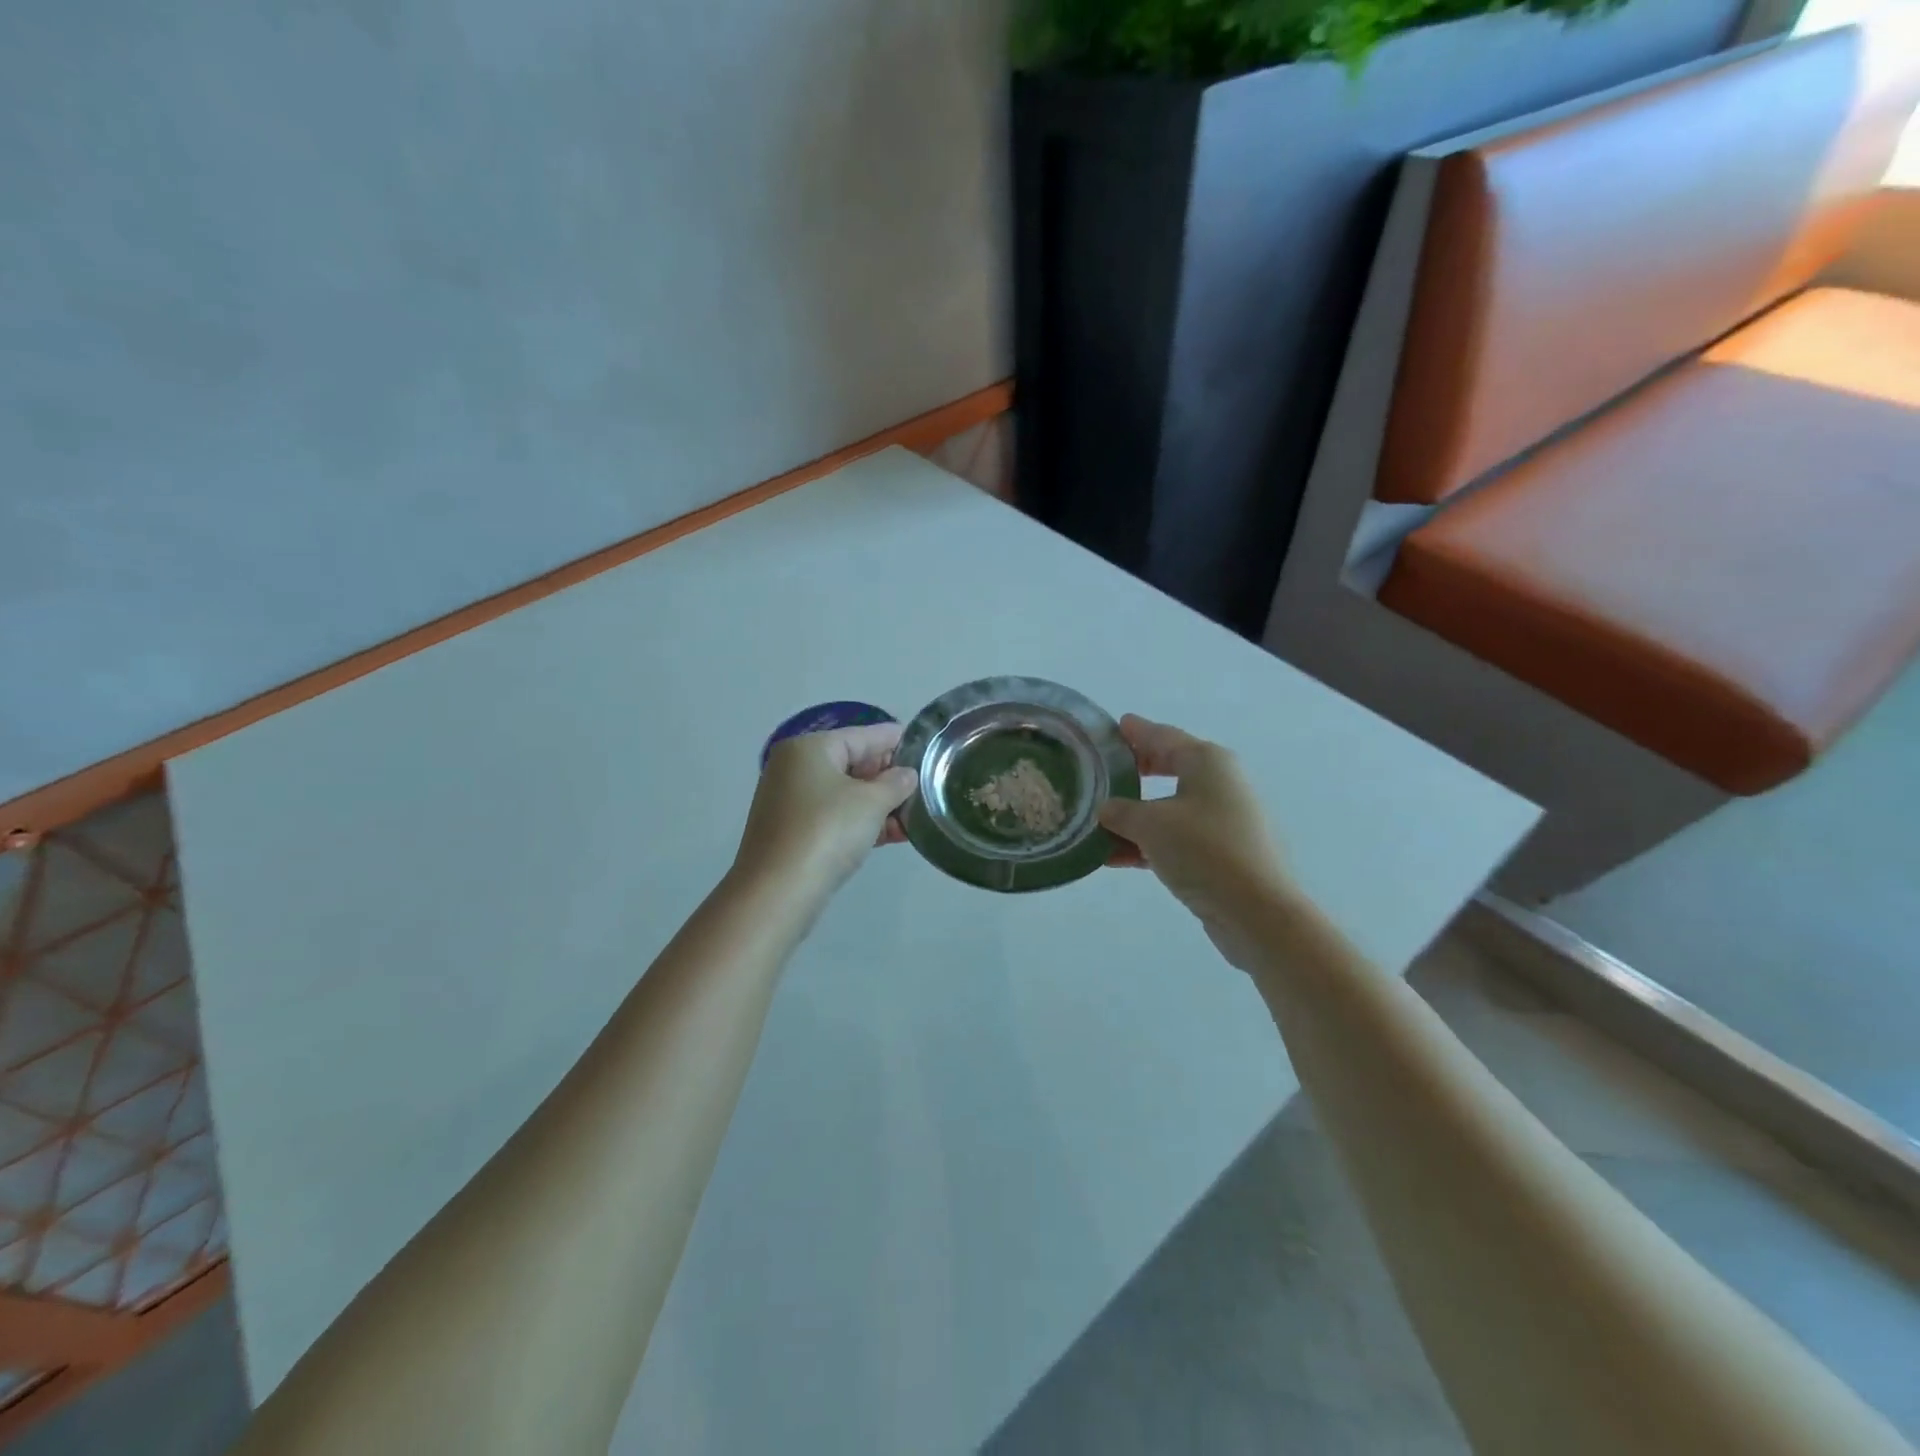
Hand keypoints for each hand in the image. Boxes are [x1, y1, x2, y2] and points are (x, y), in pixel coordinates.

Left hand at [733, 724, 918, 899]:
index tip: (922, 743)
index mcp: (809, 748)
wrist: (778, 891)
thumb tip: (906, 775)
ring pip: (845, 794)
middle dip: (888, 778)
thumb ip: (895, 783)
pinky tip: (893, 835)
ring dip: (880, 805)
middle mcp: (794, 768)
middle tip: (923, 785)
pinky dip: (861, 822)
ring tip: (915, 815)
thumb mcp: (871, 803)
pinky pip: (834, 817)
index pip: (862, 736)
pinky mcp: (792, 832)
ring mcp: (790, 801)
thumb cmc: (827, 831)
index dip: (894, 740)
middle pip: (852, 763)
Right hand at [1099, 716, 1291, 971]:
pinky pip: (1177, 837)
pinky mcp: (1223, 852)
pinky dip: (1149, 842)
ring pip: (1170, 806)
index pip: (1163, 736)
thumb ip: (1121, 811)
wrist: (1257, 911)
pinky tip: (1117, 857)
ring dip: (1136, 815)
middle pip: (1169, 767)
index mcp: (1207, 761)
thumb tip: (1106, 810)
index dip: (1136, 731)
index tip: (1113, 726)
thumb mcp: (1150, 825)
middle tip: (1104, 770)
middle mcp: (1220, 782)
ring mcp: (1224, 819)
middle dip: (1135, 770)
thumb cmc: (1203, 850)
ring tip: (1099, 821)